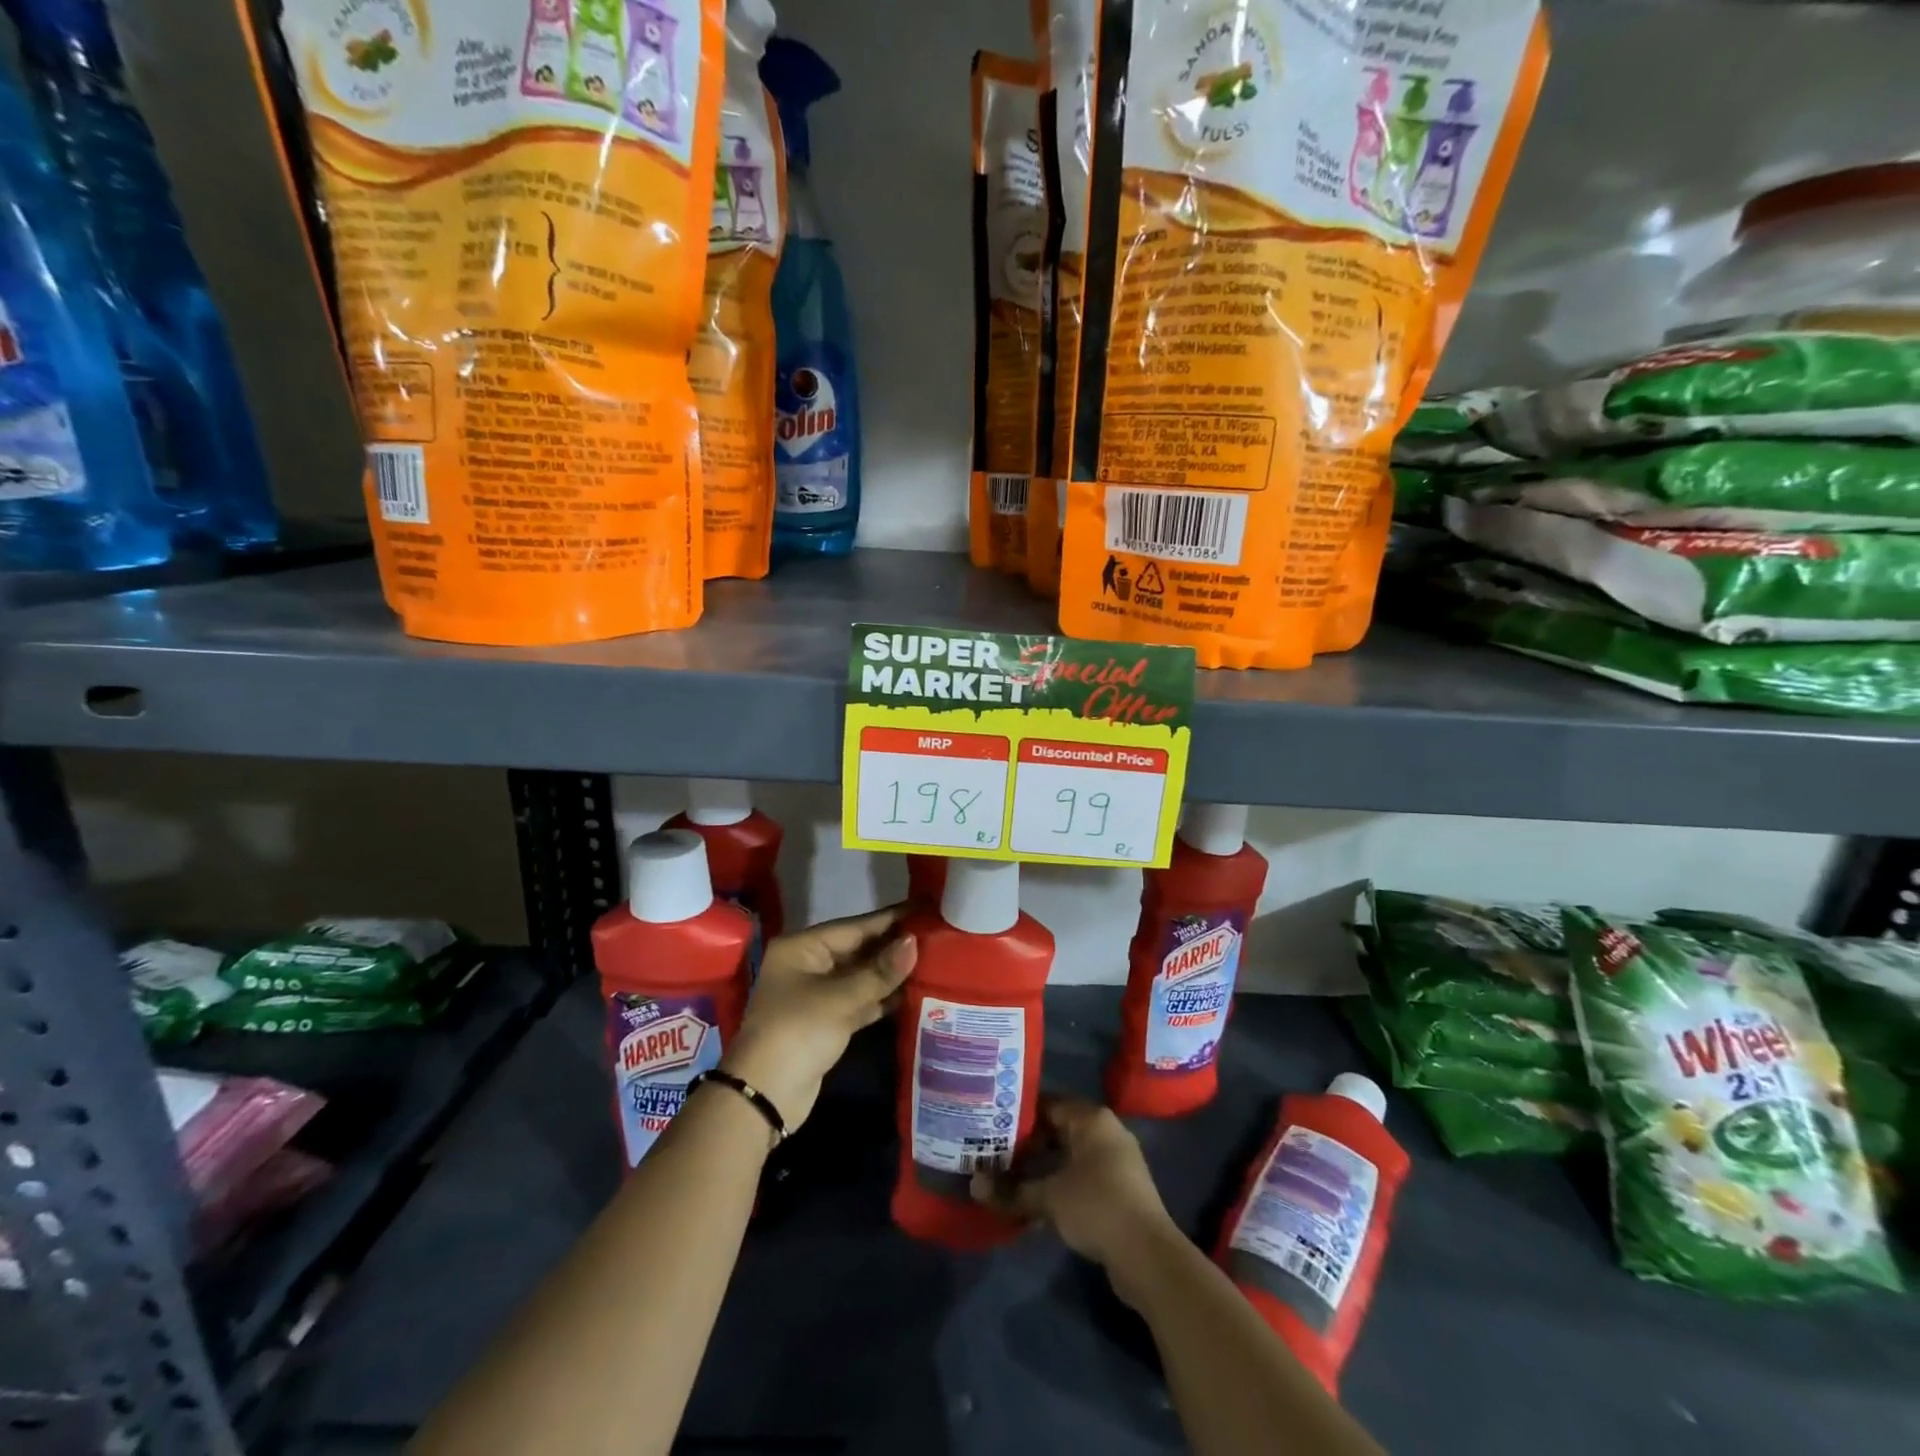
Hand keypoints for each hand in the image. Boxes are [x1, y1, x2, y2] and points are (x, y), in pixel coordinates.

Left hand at [720, 906, 915, 1133]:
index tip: (925, 908)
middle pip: (859, 949)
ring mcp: (818, 994)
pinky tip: (914, 991)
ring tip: (934, 960)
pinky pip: (861, 1000)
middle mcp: (809, 964)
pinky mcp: (828, 1022)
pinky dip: (883, 997)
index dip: (891, 919)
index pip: (855, 926)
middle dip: (894, 946)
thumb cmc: (798, 1031)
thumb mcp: (840, 998)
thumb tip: (913, 942)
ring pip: (862, 976)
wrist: (764, 1096)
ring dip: (892, 973)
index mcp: (802, 947)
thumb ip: (880, 971)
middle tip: (937, 935)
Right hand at [970, 1097, 1176, 1269]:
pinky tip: (1035, 1204)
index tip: (991, 1126)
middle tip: (994, 1153)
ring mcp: (1115, 1161)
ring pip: (1068, 1156)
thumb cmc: (1096, 1206)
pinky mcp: (1118, 1189)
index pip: (1048, 1104)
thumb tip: (974, 1186)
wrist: (1147, 1255)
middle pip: (1058, 1130)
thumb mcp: (1049, 1197)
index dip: (1019, 1115)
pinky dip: (1058, 1184)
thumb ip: (1011, 1190)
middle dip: (1027, 1144)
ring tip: (1009, 1179)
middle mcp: (1105, 1131)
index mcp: (1091, 1119)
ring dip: (1042, 1168)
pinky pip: (1080, 1176)